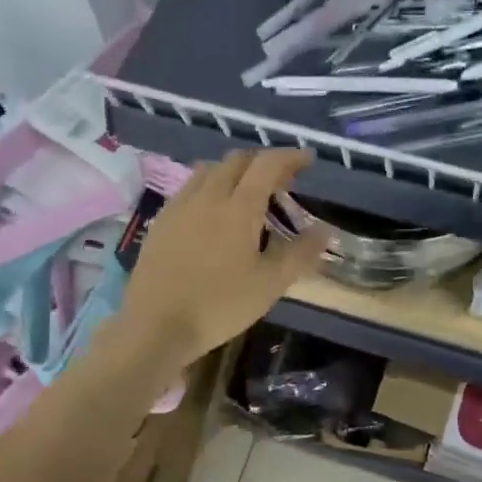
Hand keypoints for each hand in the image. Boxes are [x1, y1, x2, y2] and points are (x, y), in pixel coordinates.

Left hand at [116, 149, 331, 366]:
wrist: (156, 325)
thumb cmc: (220, 305)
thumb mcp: (270, 284)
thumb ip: (300, 253)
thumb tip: (326, 230)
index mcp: (238, 207)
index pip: (267, 165)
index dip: (290, 157)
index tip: (308, 159)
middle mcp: (207, 196)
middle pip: (236, 160)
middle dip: (262, 162)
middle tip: (281, 182)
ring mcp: (179, 207)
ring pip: (209, 170)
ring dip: (234, 171)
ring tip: (247, 193)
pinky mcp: (161, 222)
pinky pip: (189, 188)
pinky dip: (209, 187)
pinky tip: (212, 212)